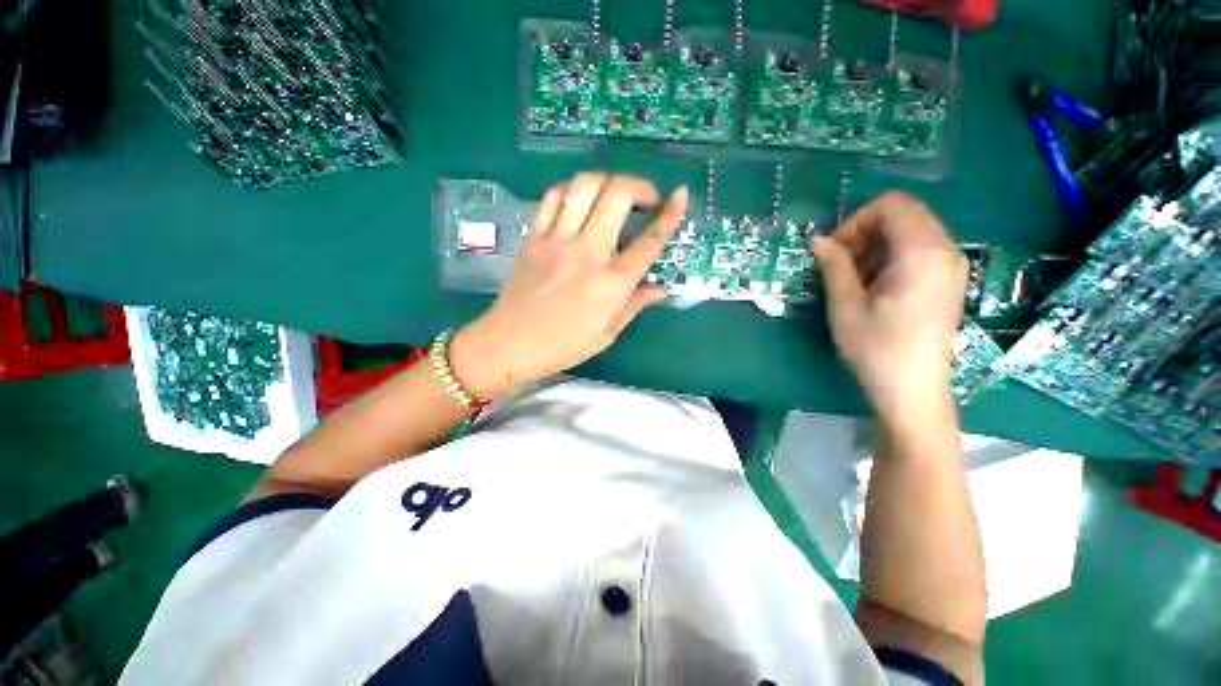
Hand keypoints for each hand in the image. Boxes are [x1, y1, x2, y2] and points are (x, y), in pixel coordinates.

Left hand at [450, 173, 688, 399]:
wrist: (511, 343)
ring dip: (607, 181)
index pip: (649, 240)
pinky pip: (553, 196)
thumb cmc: (565, 345)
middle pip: (618, 194)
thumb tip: (662, 288)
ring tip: (613, 195)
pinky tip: (579, 201)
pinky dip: (572, 189)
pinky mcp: (534, 236)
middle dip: (640, 186)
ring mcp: (557, 239)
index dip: (670, 214)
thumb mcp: (608, 332)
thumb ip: (636, 303)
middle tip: (645, 200)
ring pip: (585, 185)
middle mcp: (588, 252)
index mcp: (612, 282)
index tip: (681, 195)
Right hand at [809, 192, 966, 429]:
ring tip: (856, 278)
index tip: (836, 251)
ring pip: (912, 230)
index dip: (857, 220)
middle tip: (841, 264)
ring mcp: (952, 265)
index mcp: (921, 254)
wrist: (913, 390)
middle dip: (866, 231)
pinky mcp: (950, 280)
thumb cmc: (876, 349)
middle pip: (904, 214)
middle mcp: (945, 251)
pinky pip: (921, 249)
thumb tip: (817, 239)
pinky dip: (893, 256)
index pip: (892, 204)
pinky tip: (877, 285)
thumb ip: (834, 266)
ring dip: (878, 245)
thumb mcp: (845, 307)